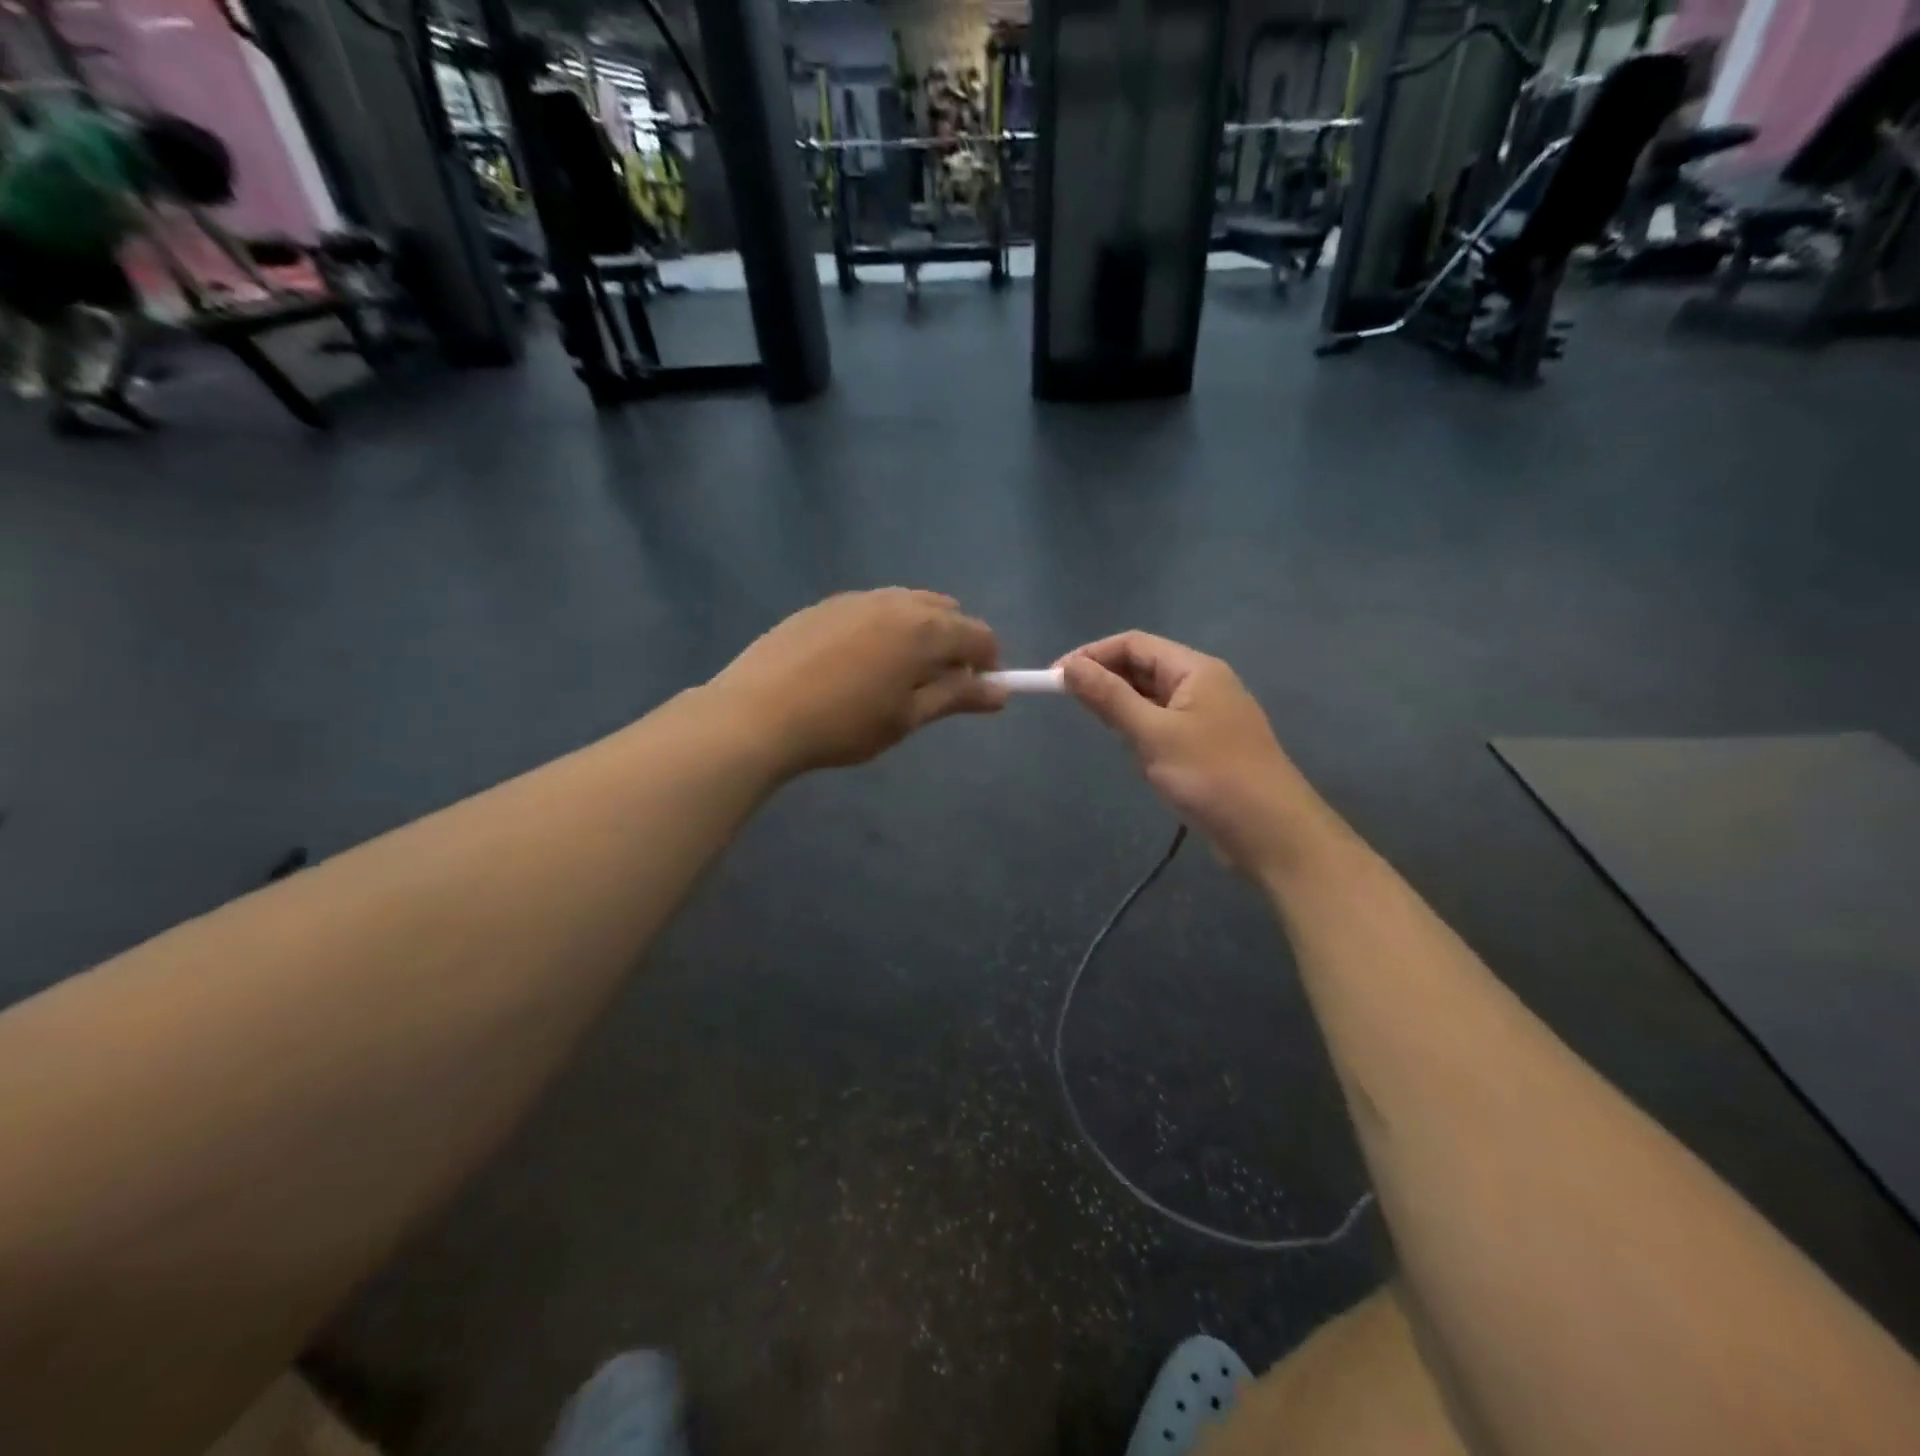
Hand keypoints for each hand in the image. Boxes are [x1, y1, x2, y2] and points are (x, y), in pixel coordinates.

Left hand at [710, 589, 1005, 774]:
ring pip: (907, 605)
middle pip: (946, 613)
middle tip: (935, 686)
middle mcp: (896, 601)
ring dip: (919, 633)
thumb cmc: (844, 724)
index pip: (979, 635)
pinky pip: (872, 608)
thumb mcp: (907, 717)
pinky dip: (884, 628)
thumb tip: (1000, 691)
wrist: (757, 713)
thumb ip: (956, 697)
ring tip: (896, 675)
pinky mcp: (824, 605)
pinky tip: (857, 663)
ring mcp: (856, 598)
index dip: (988, 663)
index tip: (976, 692)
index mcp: (924, 628)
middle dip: (954, 644)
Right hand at [1062, 632, 1328, 874]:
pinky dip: (1142, 732)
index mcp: (1196, 669)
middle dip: (1106, 681)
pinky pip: (1164, 725)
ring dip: (1123, 708)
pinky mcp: (1207, 746)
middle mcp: (1203, 684)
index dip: (1092, 655)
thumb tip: (1068, 666)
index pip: (1134, 644)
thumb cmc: (1212, 776)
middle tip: (1070, 705)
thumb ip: (1109, 698)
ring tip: (1103, 731)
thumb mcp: (1153, 734)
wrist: (1272, 834)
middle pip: (1144, 667)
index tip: (1055, 677)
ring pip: (1152, 699)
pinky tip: (1134, 755)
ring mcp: (1207, 716)